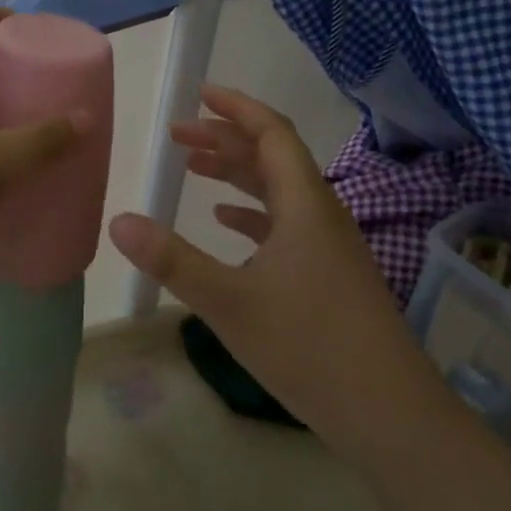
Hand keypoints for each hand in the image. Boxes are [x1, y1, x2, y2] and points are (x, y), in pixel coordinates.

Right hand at [108, 84, 417, 434]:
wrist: (392, 416)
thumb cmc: (310, 348)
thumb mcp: (229, 302)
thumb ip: (171, 260)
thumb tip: (118, 221)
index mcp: (304, 204)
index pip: (271, 133)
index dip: (236, 108)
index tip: (199, 94)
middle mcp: (320, 213)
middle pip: (272, 156)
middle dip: (224, 138)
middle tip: (178, 135)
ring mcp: (328, 245)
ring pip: (278, 190)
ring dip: (237, 173)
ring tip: (194, 167)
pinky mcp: (329, 273)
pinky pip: (285, 223)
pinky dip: (252, 212)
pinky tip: (227, 222)